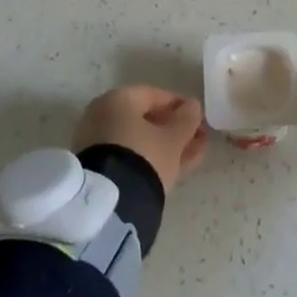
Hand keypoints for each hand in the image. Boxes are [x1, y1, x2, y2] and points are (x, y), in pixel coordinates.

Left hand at [74, 86, 208, 191]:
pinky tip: (177, 166)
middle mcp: (103, 115)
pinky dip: (151, 158)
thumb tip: (193, 106)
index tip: (197, 117)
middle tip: (198, 137)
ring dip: (167, 145)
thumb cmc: (145, 156)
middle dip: (173, 129)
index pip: (153, 95)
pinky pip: (130, 156)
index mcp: (118, 99)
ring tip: (195, 153)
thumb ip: (186, 119)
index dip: (179, 106)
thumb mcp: (173, 138)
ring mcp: (98, 143)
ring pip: (139, 140)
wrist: (111, 202)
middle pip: (145, 119)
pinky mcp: (99, 168)